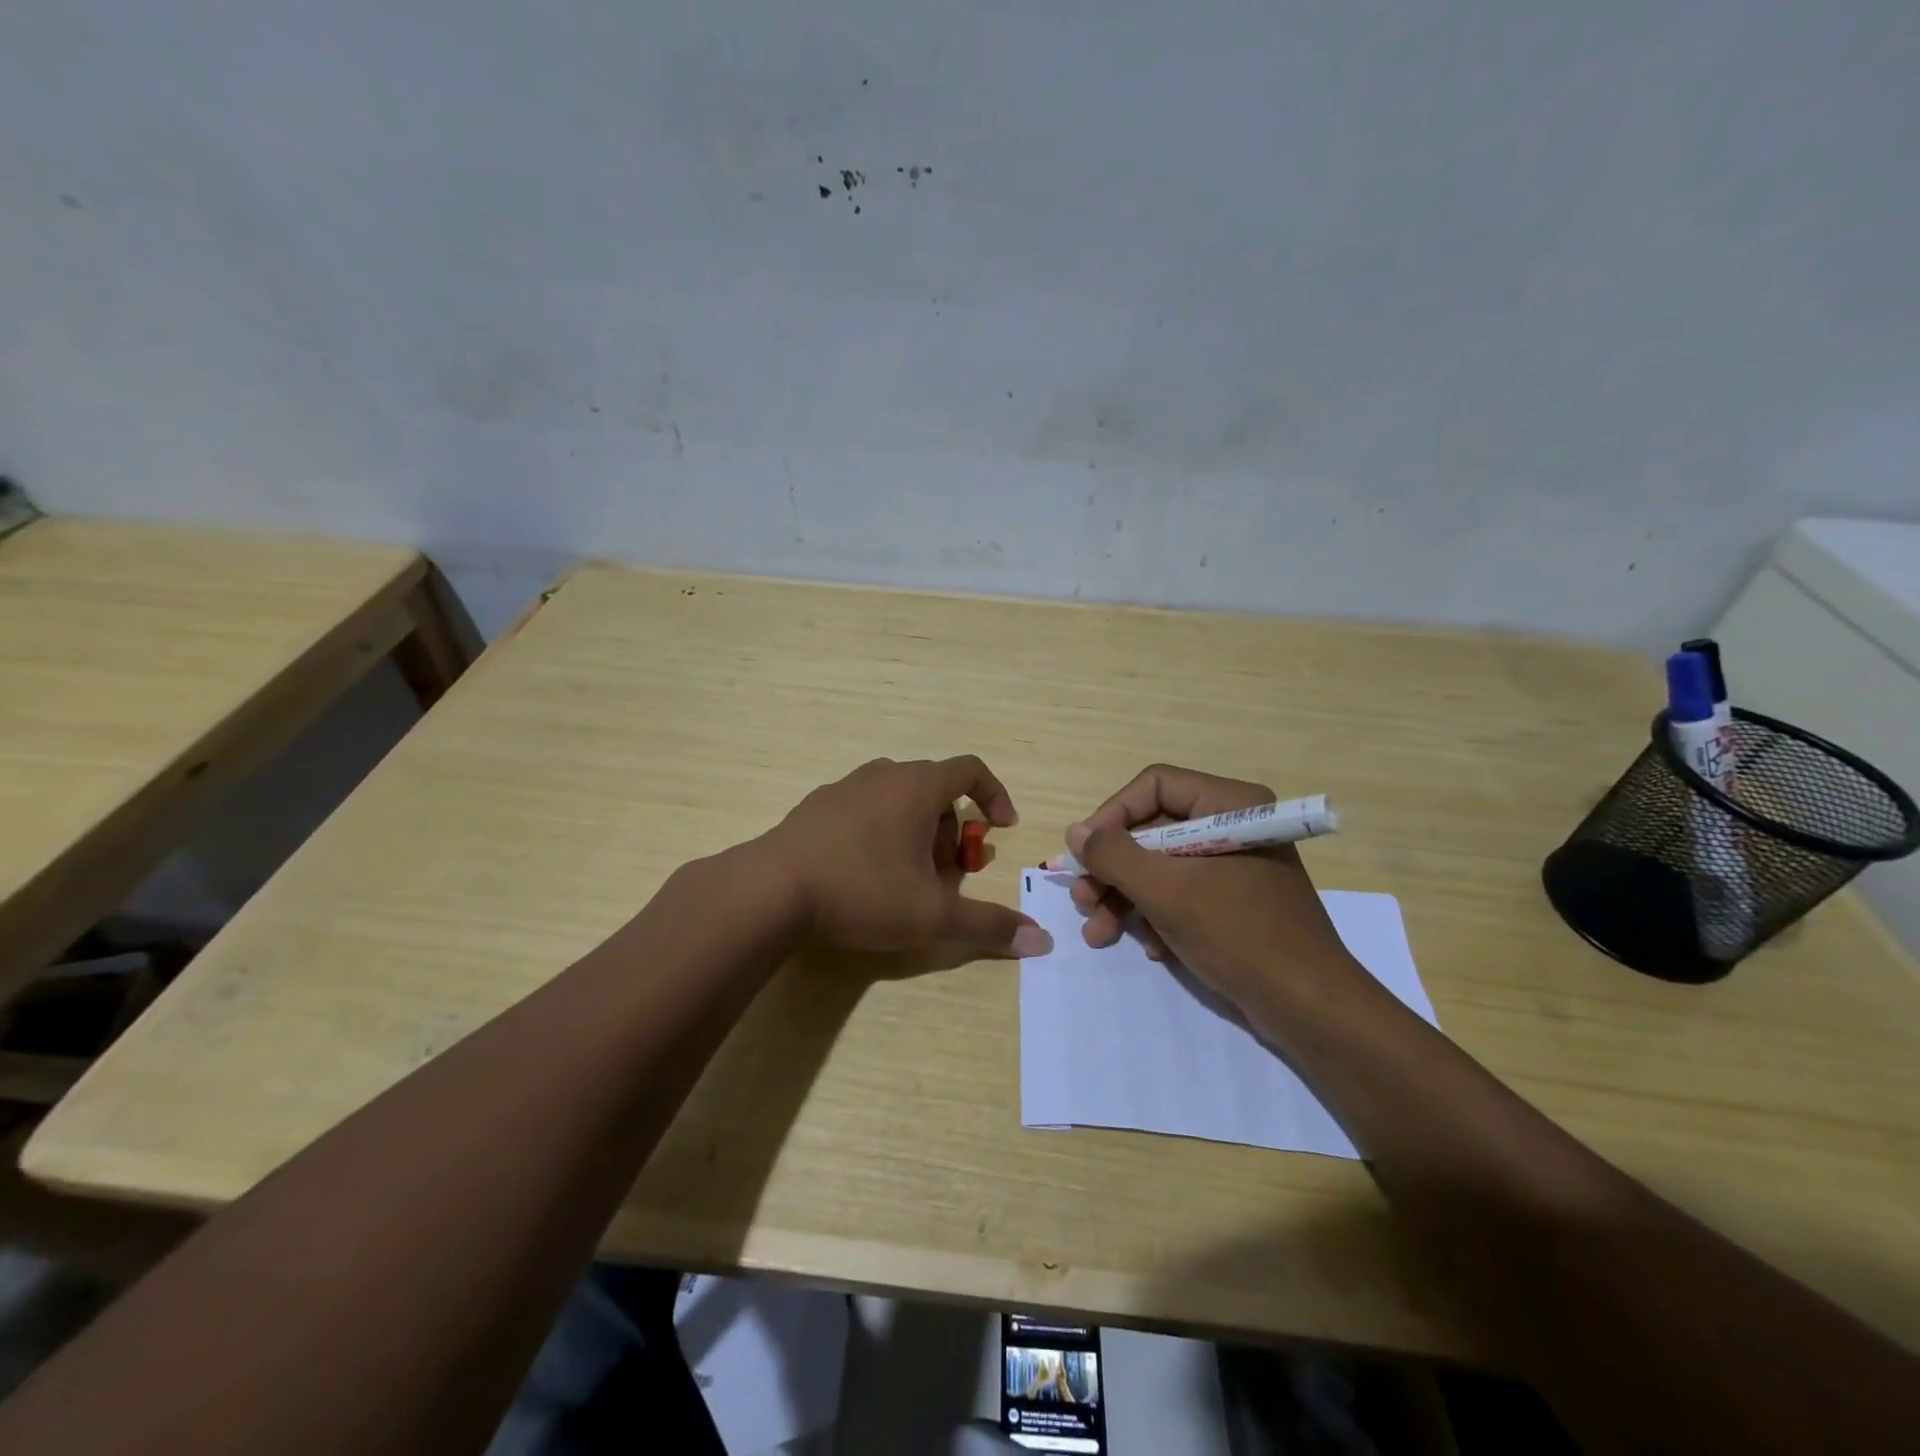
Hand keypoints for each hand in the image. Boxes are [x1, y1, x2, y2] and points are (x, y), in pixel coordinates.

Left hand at [763, 757, 1052, 958]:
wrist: (771, 890)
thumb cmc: (862, 891)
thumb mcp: (931, 915)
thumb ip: (987, 925)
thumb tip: (1041, 940)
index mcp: (916, 786)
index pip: (970, 769)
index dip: (994, 794)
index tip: (1001, 827)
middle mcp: (882, 776)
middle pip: (934, 790)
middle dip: (950, 830)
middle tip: (946, 874)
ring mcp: (844, 788)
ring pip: (897, 800)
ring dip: (915, 832)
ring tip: (905, 878)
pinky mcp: (815, 807)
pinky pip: (863, 809)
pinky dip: (879, 832)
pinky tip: (864, 875)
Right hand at [1064, 764, 1358, 1025]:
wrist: (1309, 1007)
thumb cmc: (1239, 934)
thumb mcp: (1166, 891)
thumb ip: (1114, 856)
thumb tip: (1075, 831)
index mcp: (1229, 804)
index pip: (1154, 786)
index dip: (1112, 815)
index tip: (1084, 853)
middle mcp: (1232, 825)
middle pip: (1152, 829)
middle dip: (1112, 869)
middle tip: (1082, 900)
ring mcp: (1234, 864)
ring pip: (1160, 865)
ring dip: (1125, 898)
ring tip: (1098, 933)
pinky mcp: (1234, 900)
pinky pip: (1181, 892)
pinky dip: (1156, 916)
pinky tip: (1150, 948)